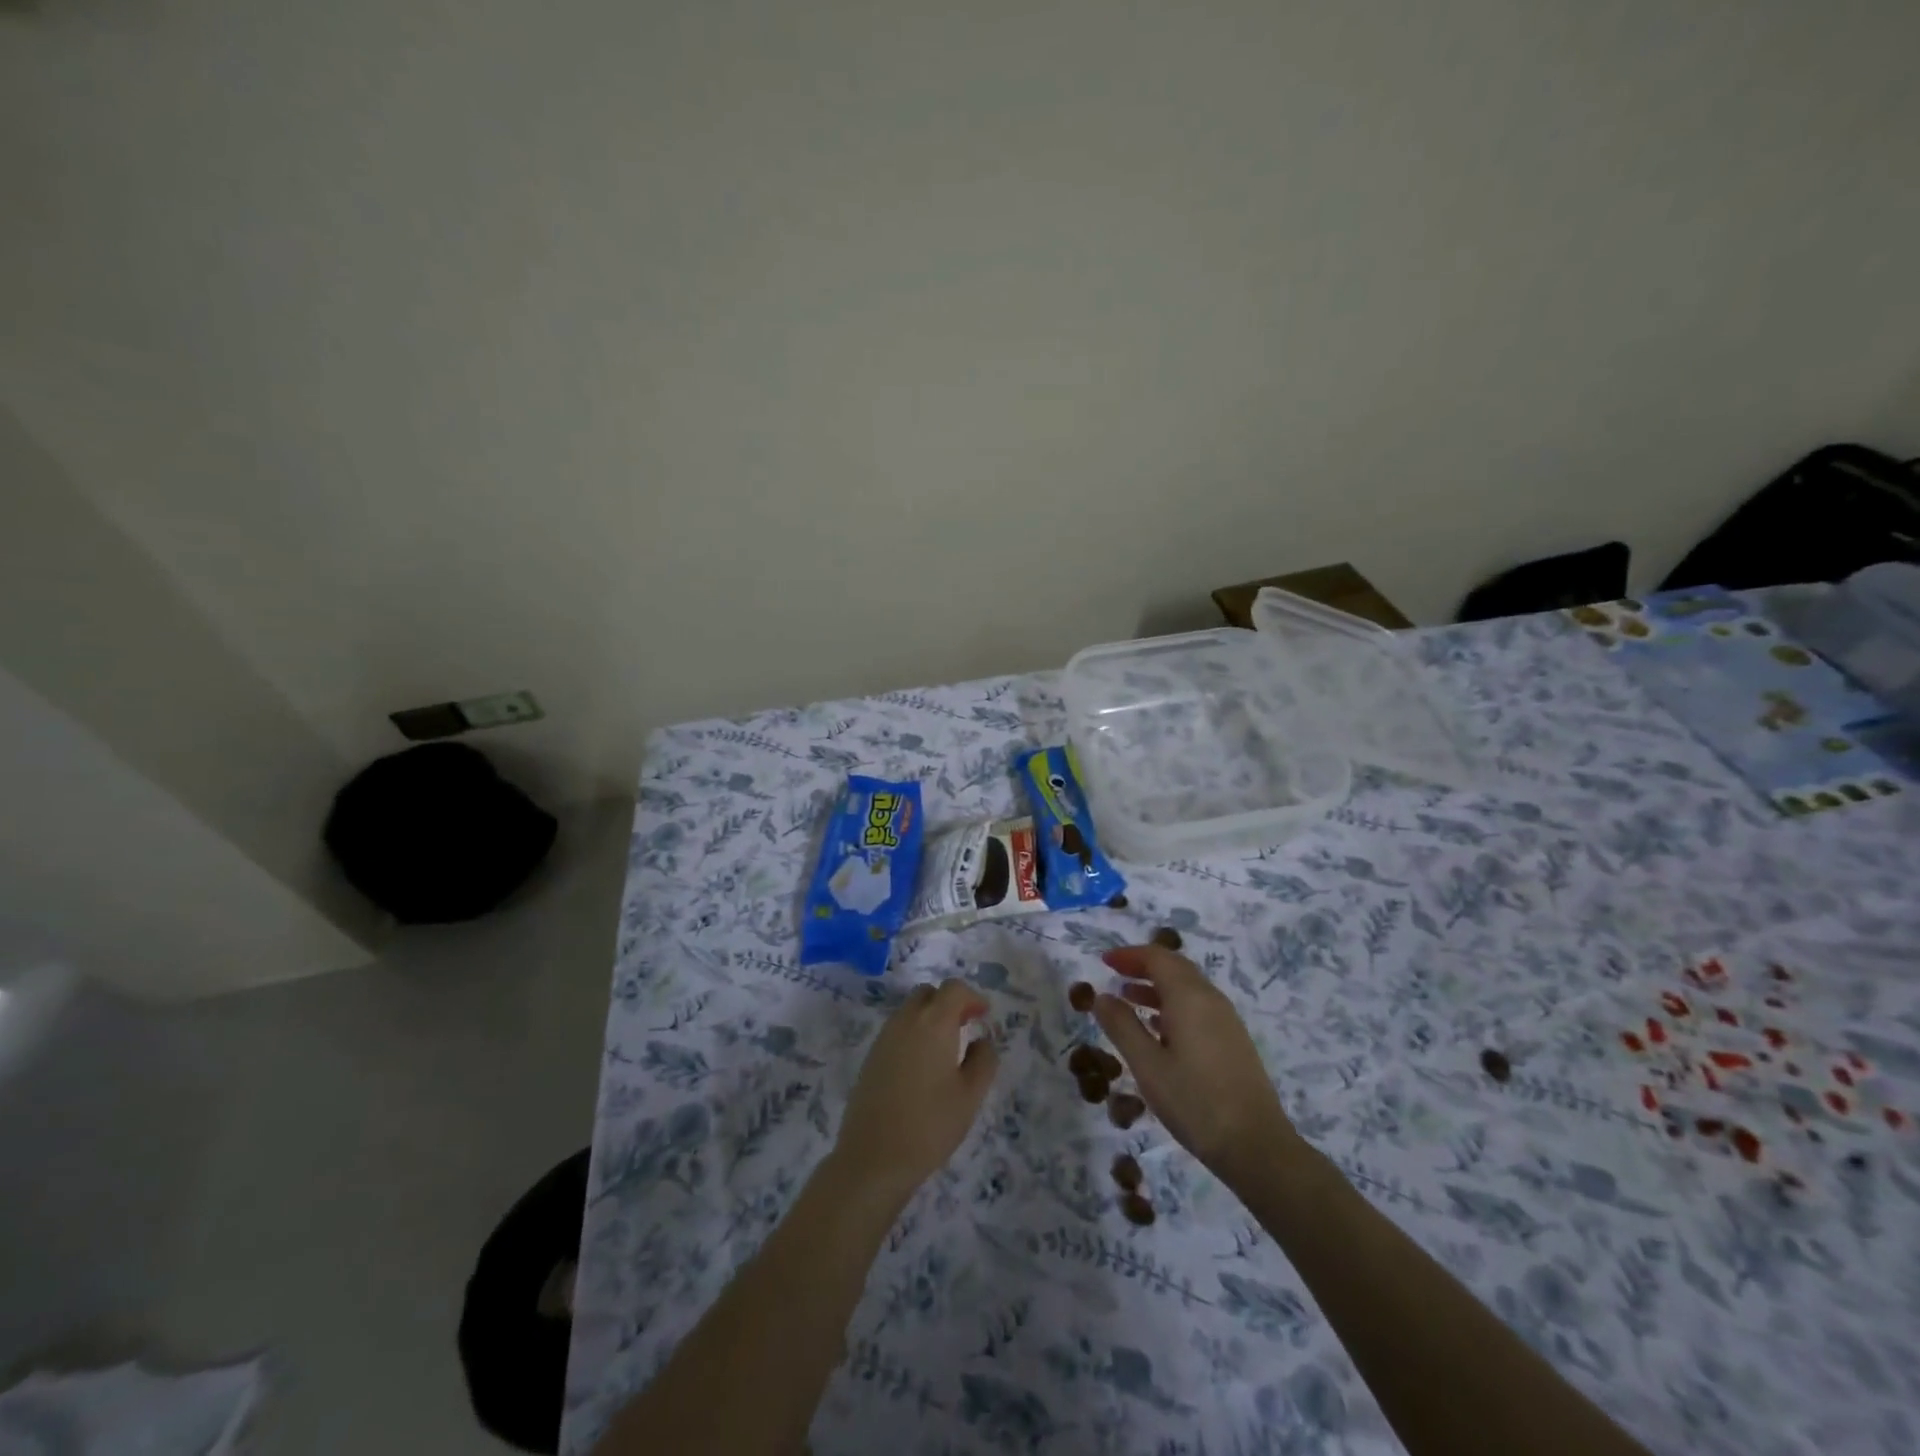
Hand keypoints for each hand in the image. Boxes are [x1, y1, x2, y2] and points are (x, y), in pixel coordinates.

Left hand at [831, 979, 998, 1205]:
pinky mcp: (871, 1056)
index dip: (972, 996)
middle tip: (966, 1026)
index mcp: (933, 1023)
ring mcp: (884, 1037)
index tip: (984, 1016)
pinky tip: (922, 1066)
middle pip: (928, 993)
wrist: (873, 1158)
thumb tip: (982, 1040)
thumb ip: (984, 1060)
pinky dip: (914, 1033)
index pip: (953, 988)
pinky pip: (897, 1030)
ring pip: (910, 1010)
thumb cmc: (930, 1125)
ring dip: (930, 1017)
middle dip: (949, 1003)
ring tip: (946, 1048)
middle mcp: (906, 1021)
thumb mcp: (970, 1096)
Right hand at [1093, 945, 1299, 1187]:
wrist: (1256, 1146)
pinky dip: (1173, 1004)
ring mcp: (1226, 1020)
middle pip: (1175, 967)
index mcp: (1189, 997)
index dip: (1129, 955)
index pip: (1157, 957)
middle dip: (1143, 966)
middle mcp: (1211, 999)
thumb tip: (1100, 996)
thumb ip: (1122, 1026)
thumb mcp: (1147, 1065)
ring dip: (1157, 986)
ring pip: (1187, 988)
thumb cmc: (1195, 1102)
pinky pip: (1198, 1007)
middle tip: (1114, 974)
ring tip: (1128, 999)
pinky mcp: (1233, 1040)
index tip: (1104, 961)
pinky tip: (1158, 1028)